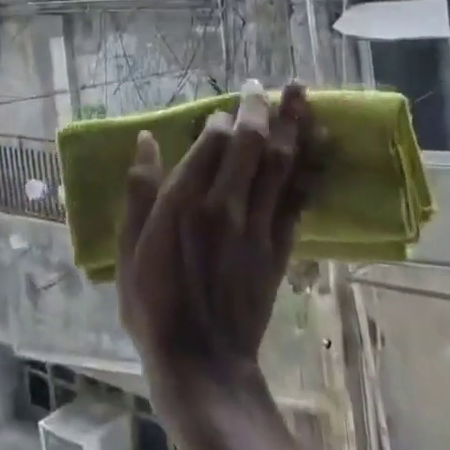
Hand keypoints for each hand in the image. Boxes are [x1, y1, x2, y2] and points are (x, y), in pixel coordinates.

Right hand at [117, 81, 318, 421]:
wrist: (203, 363)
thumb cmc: (154, 306)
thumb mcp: (130, 249)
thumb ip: (139, 191)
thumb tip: (144, 140)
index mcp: (184, 202)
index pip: (211, 143)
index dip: (220, 120)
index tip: (222, 111)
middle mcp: (225, 204)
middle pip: (251, 143)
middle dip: (259, 108)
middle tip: (262, 85)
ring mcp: (258, 225)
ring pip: (281, 163)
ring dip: (293, 125)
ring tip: (301, 94)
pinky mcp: (280, 247)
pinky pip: (299, 197)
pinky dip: (310, 167)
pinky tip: (318, 144)